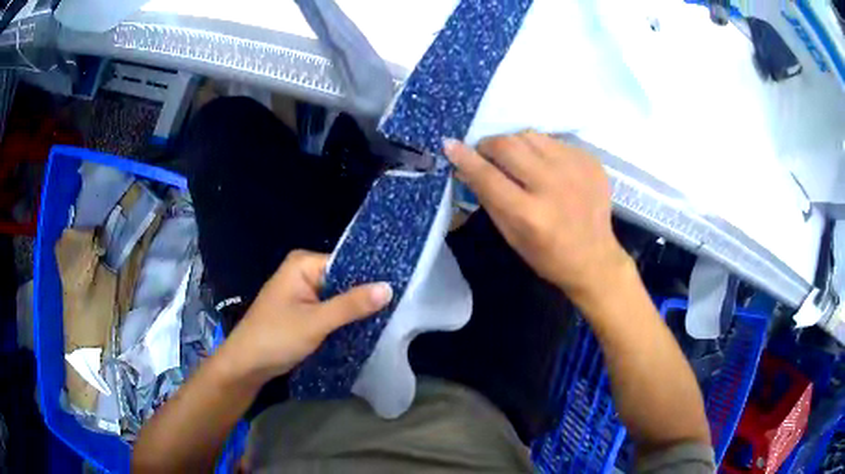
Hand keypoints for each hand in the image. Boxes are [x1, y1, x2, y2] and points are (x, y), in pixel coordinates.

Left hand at [217, 250, 392, 384]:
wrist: (247, 365)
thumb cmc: (275, 337)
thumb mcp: (315, 321)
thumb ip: (351, 305)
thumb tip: (388, 288)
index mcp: (302, 264)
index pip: (346, 262)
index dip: (371, 276)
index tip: (400, 288)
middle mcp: (304, 273)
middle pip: (344, 280)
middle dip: (365, 295)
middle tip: (400, 306)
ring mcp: (303, 293)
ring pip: (339, 297)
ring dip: (356, 309)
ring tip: (391, 317)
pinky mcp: (304, 311)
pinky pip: (331, 310)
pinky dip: (345, 319)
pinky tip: (367, 327)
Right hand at [444, 132, 629, 303]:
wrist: (595, 258)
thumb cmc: (547, 255)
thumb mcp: (511, 236)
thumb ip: (488, 198)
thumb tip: (465, 166)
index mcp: (530, 214)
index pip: (488, 175)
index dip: (465, 158)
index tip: (450, 145)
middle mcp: (553, 185)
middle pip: (508, 145)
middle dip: (489, 145)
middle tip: (487, 154)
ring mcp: (575, 169)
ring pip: (530, 135)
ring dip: (515, 144)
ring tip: (518, 160)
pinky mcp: (589, 160)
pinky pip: (553, 141)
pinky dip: (541, 149)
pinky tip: (546, 167)